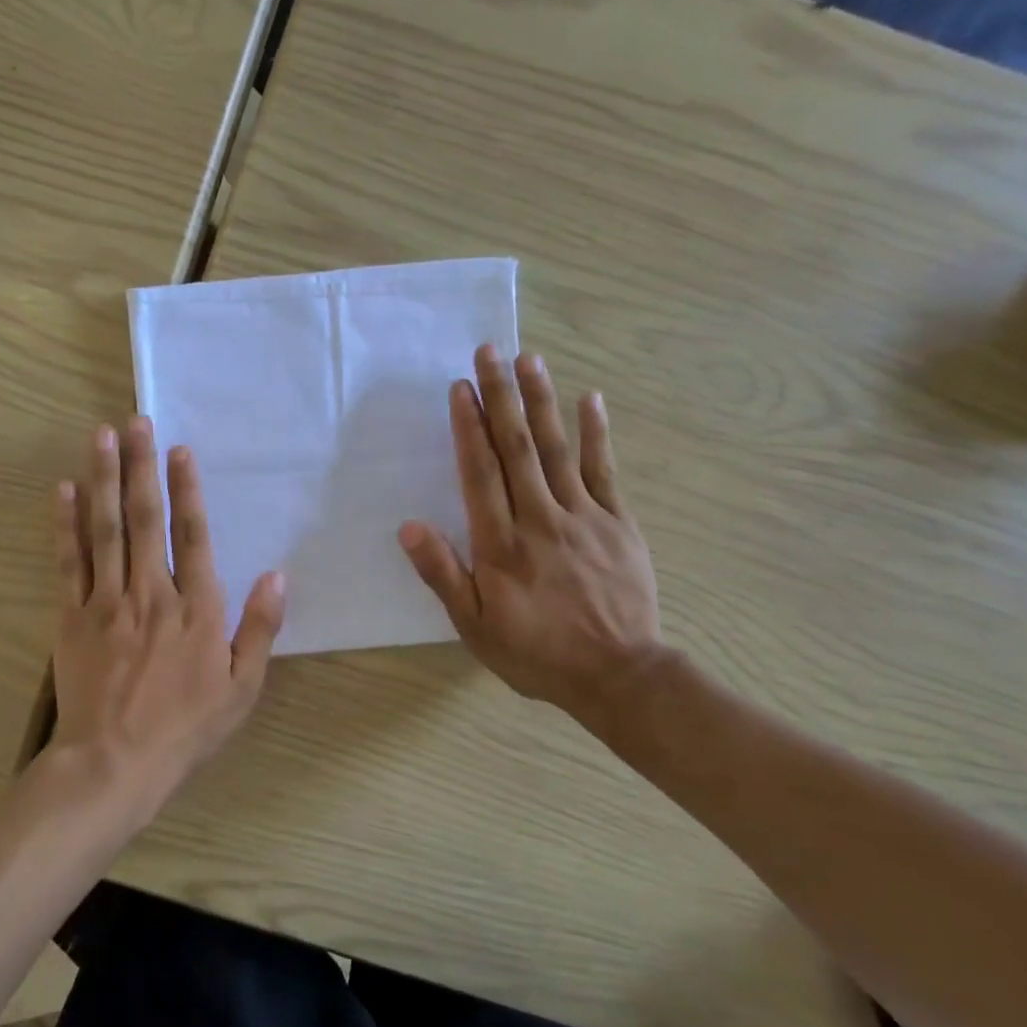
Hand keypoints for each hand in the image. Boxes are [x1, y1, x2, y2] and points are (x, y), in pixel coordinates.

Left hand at [50, 417, 285, 809]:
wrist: (114, 763)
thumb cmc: (186, 729)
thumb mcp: (242, 688)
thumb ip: (260, 629)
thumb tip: (278, 575)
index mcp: (196, 608)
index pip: (193, 535)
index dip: (186, 489)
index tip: (178, 449)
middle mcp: (152, 592)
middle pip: (145, 518)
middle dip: (139, 465)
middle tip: (133, 420)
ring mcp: (107, 602)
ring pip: (106, 529)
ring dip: (103, 479)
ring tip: (99, 436)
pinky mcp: (72, 617)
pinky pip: (68, 562)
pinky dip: (64, 525)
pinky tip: (62, 490)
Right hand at [398, 346, 665, 733]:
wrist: (618, 675)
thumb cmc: (536, 653)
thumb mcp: (475, 626)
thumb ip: (443, 574)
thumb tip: (408, 526)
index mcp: (502, 544)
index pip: (480, 473)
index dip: (468, 428)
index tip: (460, 388)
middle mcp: (540, 519)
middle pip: (518, 448)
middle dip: (501, 397)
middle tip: (491, 351)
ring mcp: (583, 517)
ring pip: (558, 449)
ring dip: (542, 401)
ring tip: (529, 359)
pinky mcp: (618, 523)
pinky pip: (605, 471)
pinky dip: (597, 434)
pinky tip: (591, 399)